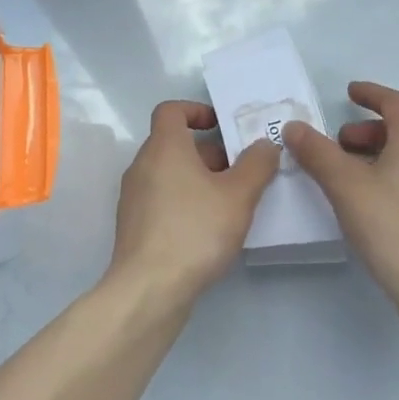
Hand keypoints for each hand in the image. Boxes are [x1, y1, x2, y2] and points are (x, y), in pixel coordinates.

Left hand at [108, 100, 280, 306]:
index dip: (197, 110)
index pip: (171, 110)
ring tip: (232, 202)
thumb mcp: (238, 196)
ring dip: (200, 179)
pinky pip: (163, 199)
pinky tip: (210, 229)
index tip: (222, 126)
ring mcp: (134, 197)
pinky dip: (185, 201)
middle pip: (174, 144)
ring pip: (170, 174)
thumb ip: (256, 165)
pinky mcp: (134, 226)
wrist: (149, 289)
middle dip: (210, 152)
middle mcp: (142, 165)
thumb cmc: (194, 231)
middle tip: (242, 171)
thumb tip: (264, 144)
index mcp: (164, 147)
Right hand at [282, 82, 398, 305]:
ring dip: (383, 155)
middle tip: (341, 146)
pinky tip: (379, 204)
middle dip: (369, 132)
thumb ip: (317, 152)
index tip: (349, 93)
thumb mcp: (345, 186)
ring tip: (354, 178)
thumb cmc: (391, 227)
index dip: (370, 94)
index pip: (395, 102)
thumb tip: (294, 127)